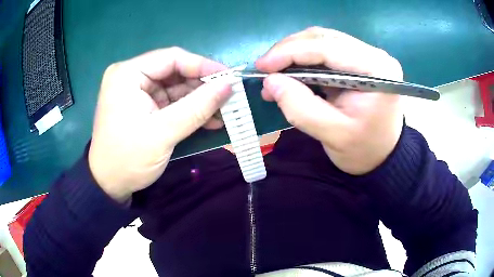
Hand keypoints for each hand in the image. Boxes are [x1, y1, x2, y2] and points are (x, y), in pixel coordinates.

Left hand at [89, 47, 230, 201]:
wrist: (109, 185)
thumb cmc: (128, 158)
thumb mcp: (163, 133)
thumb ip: (197, 107)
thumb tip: (229, 85)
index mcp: (127, 74)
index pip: (171, 58)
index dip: (203, 65)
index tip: (229, 77)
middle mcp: (131, 77)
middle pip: (174, 72)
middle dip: (202, 86)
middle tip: (228, 97)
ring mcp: (136, 91)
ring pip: (175, 88)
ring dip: (198, 100)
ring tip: (223, 112)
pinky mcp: (142, 105)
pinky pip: (170, 101)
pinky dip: (188, 110)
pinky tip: (208, 120)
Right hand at [256, 27, 403, 174]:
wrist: (383, 156)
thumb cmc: (364, 150)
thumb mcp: (333, 135)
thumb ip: (300, 108)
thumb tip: (270, 82)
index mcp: (376, 69)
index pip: (327, 47)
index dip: (290, 52)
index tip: (262, 66)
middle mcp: (374, 54)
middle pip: (323, 38)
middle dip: (289, 51)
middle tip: (265, 70)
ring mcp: (367, 55)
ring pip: (321, 41)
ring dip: (294, 55)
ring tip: (274, 76)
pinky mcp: (359, 61)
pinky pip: (325, 52)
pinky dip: (303, 61)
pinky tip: (291, 75)